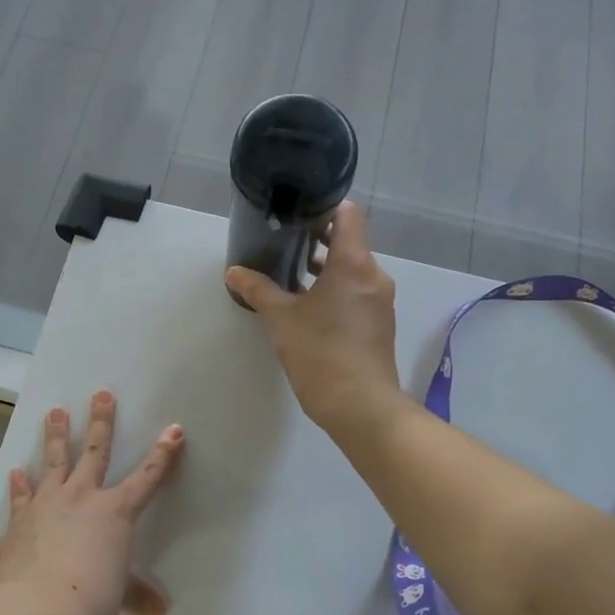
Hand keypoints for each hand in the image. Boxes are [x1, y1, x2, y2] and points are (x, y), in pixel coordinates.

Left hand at [0, 392, 184, 614]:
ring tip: (55, 412)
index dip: (163, 454)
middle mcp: (83, 497)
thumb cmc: (92, 600)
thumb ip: (136, 595)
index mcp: (115, 512)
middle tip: (101, 394)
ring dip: (56, 435)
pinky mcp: (21, 519)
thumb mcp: (119, 595)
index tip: (174, 429)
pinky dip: (19, 483)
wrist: (39, 611)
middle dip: (101, 421)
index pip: (147, 478)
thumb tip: (159, 612)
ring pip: (54, 460)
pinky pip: (22, 495)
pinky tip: (16, 471)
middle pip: (95, 451)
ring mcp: (49, 503)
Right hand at [225, 201, 404, 439]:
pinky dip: (335, 289)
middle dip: (317, 240)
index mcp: (353, 263)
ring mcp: (380, 301)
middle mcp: (373, 275)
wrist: (361, 407)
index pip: (348, 214)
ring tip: (290, 274)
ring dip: (325, 268)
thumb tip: (234, 272)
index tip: (297, 214)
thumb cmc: (321, 353)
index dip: (324, 207)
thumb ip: (258, 290)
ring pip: (352, 269)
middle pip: (349, 241)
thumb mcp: (281, 319)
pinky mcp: (378, 323)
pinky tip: (308, 306)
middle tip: (283, 243)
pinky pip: (357, 292)